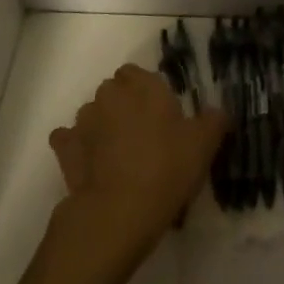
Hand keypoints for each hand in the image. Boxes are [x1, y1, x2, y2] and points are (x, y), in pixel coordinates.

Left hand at [47, 65, 227, 279]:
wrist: (119, 211)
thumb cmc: (167, 168)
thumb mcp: (204, 145)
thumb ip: (214, 120)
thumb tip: (218, 112)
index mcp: (143, 86)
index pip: (137, 73)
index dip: (146, 91)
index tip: (160, 114)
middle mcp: (109, 94)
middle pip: (114, 91)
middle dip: (124, 106)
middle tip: (143, 136)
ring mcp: (83, 120)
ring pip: (92, 113)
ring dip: (102, 126)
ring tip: (118, 155)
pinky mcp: (65, 148)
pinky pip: (68, 139)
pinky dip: (76, 147)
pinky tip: (90, 164)